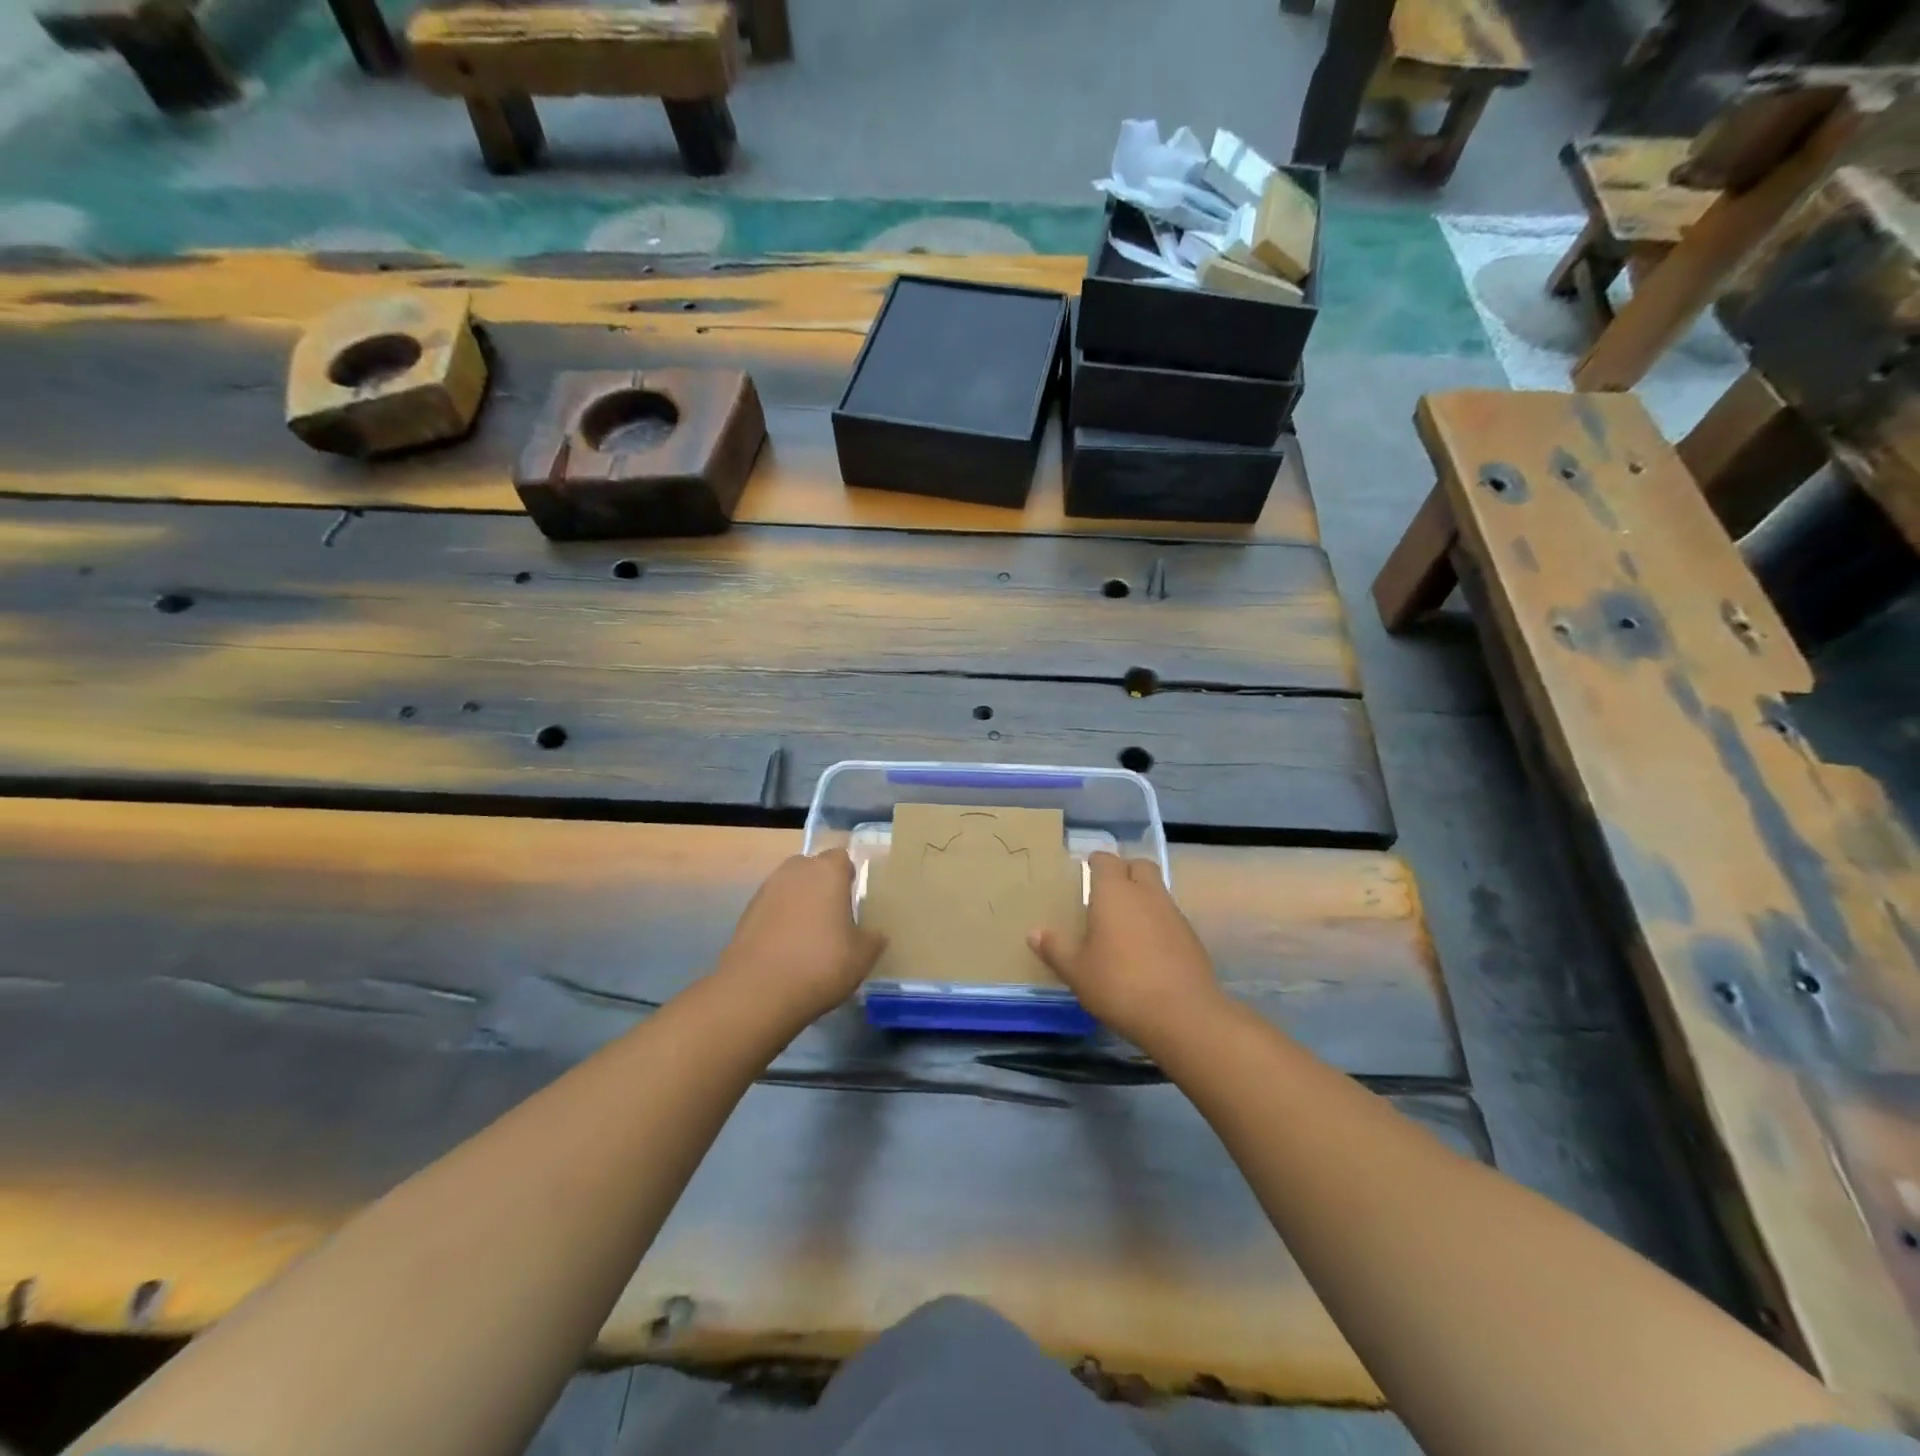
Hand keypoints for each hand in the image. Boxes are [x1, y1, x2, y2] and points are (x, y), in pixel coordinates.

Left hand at [716, 850, 884, 1022]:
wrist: (757, 992)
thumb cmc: (820, 964)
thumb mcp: (862, 956)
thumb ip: (873, 938)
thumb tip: (875, 934)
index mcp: (827, 872)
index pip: (842, 858)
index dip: (850, 876)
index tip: (855, 899)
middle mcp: (795, 872)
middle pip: (813, 868)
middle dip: (823, 885)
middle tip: (835, 915)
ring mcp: (766, 891)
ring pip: (790, 887)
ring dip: (799, 902)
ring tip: (810, 935)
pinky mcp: (746, 914)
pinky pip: (772, 908)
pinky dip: (780, 921)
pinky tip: (787, 949)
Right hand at [1028, 852, 1220, 1040]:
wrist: (1183, 1015)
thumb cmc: (1120, 985)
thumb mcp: (1077, 971)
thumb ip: (1056, 948)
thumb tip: (1034, 932)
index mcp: (1114, 893)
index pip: (1105, 860)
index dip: (1095, 863)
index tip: (1085, 874)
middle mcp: (1146, 894)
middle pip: (1138, 865)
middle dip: (1124, 871)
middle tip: (1107, 893)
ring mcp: (1173, 914)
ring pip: (1157, 890)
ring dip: (1142, 897)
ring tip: (1124, 924)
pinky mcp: (1192, 937)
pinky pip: (1170, 916)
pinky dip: (1158, 922)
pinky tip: (1147, 949)